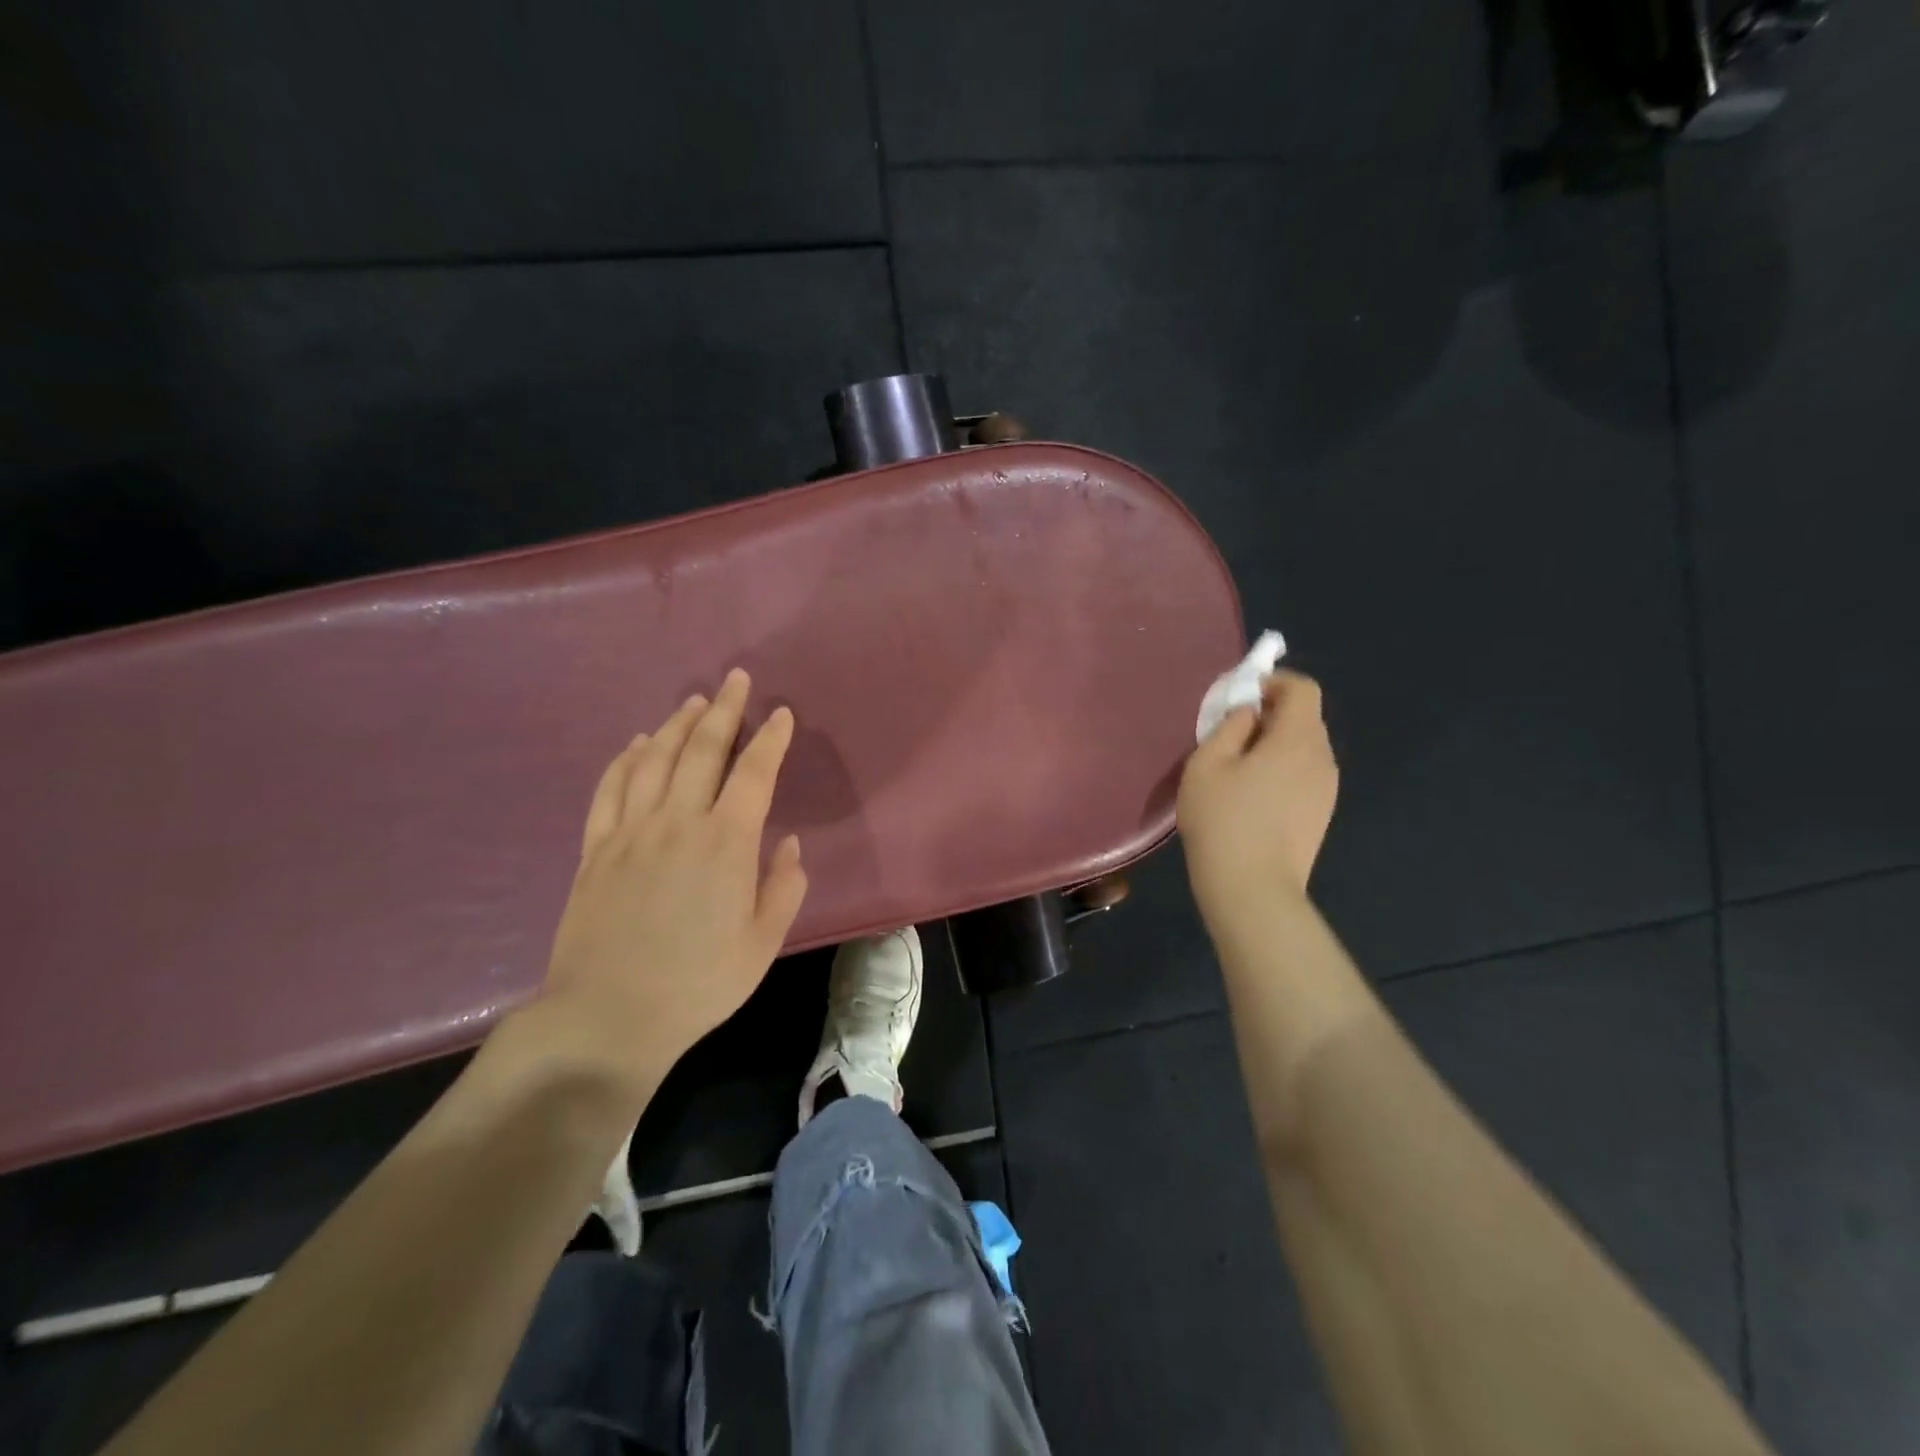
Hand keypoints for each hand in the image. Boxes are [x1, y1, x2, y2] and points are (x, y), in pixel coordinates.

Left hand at [532, 669, 808, 1099]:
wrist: (608, 1017)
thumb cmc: (698, 984)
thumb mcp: (762, 943)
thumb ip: (782, 887)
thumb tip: (788, 844)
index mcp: (726, 844)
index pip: (754, 773)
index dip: (771, 739)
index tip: (782, 714)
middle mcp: (678, 823)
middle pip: (702, 751)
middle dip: (724, 711)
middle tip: (735, 681)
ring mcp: (631, 832)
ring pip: (655, 760)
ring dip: (677, 725)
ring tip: (694, 703)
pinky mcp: (596, 849)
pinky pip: (610, 789)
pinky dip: (626, 759)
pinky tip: (638, 743)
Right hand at [1178, 669, 1338, 929]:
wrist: (1252, 890)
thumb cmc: (1223, 821)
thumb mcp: (1207, 764)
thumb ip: (1229, 726)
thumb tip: (1247, 713)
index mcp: (1298, 740)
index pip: (1302, 689)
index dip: (1272, 682)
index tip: (1239, 698)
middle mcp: (1322, 759)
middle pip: (1304, 718)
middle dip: (1269, 714)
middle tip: (1229, 733)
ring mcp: (1326, 790)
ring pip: (1303, 748)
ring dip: (1274, 744)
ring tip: (1236, 769)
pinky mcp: (1320, 814)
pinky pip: (1303, 774)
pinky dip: (1281, 770)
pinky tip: (1251, 797)